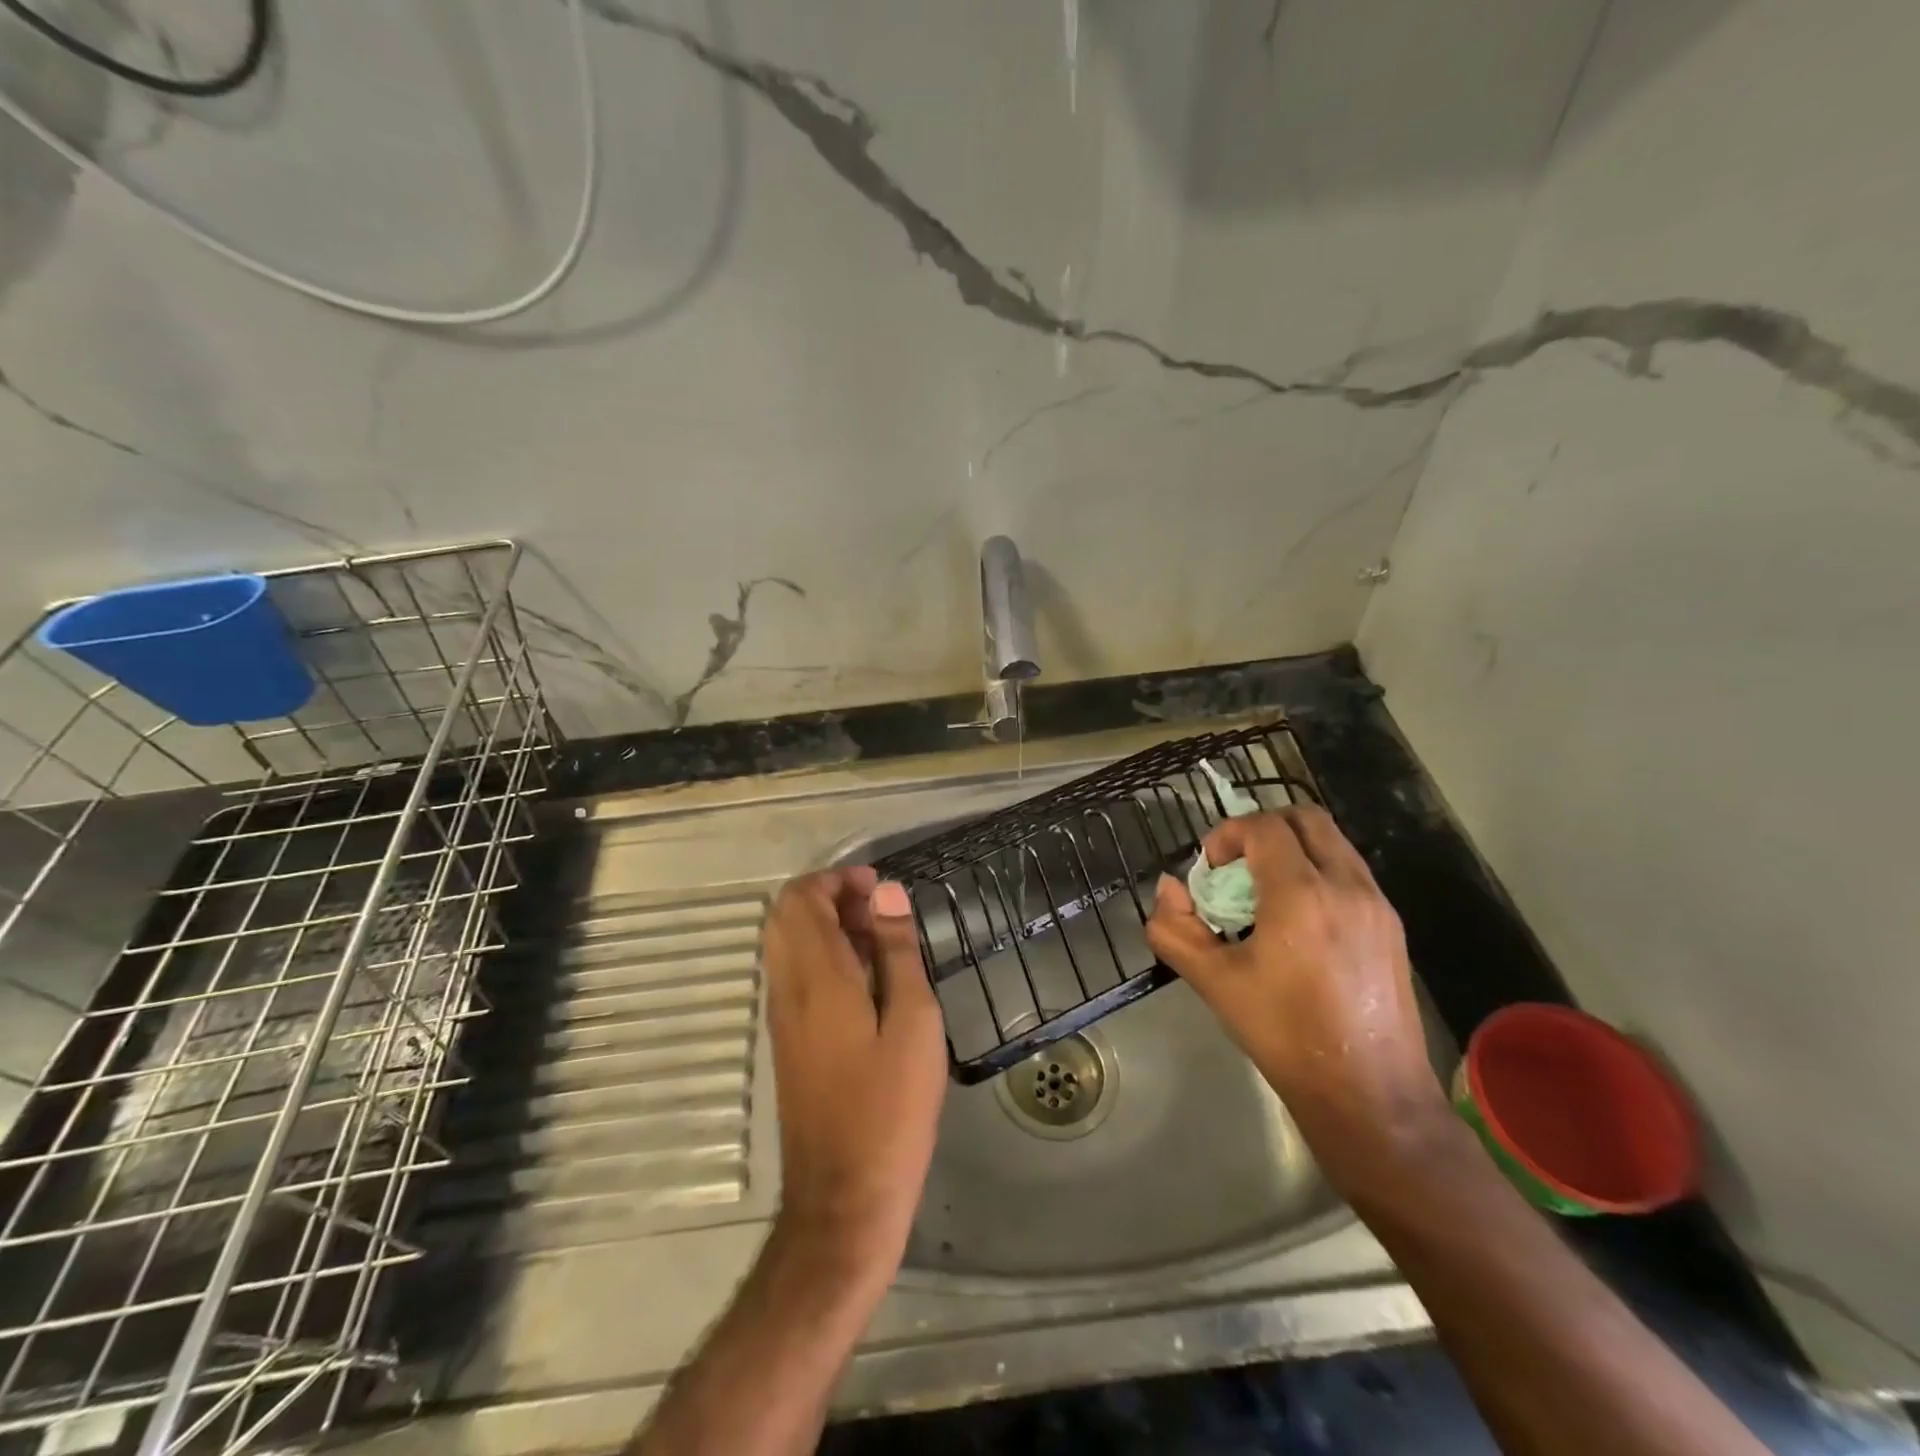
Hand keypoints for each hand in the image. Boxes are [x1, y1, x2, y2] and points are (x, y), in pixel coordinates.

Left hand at [760, 868, 945, 1272]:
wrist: (843, 1198)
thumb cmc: (890, 1108)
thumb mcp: (913, 1022)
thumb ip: (898, 951)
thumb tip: (886, 894)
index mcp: (816, 977)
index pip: (799, 899)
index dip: (835, 879)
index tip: (878, 889)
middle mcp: (787, 988)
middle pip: (785, 915)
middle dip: (829, 897)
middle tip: (878, 912)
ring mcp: (781, 1016)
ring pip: (786, 944)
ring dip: (826, 927)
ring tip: (879, 943)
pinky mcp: (787, 1041)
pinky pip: (793, 974)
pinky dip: (822, 957)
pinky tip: (866, 982)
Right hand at [1147, 808, 1449, 1192]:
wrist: (1369, 1094)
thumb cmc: (1284, 1035)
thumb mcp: (1214, 982)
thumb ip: (1175, 929)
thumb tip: (1168, 890)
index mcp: (1300, 894)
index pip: (1263, 827)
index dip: (1227, 834)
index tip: (1209, 868)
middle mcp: (1346, 886)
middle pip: (1305, 818)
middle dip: (1263, 829)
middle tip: (1237, 867)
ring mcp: (1377, 904)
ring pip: (1332, 843)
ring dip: (1292, 850)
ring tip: (1265, 896)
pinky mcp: (1392, 926)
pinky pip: (1350, 873)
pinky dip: (1317, 873)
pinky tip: (1299, 923)